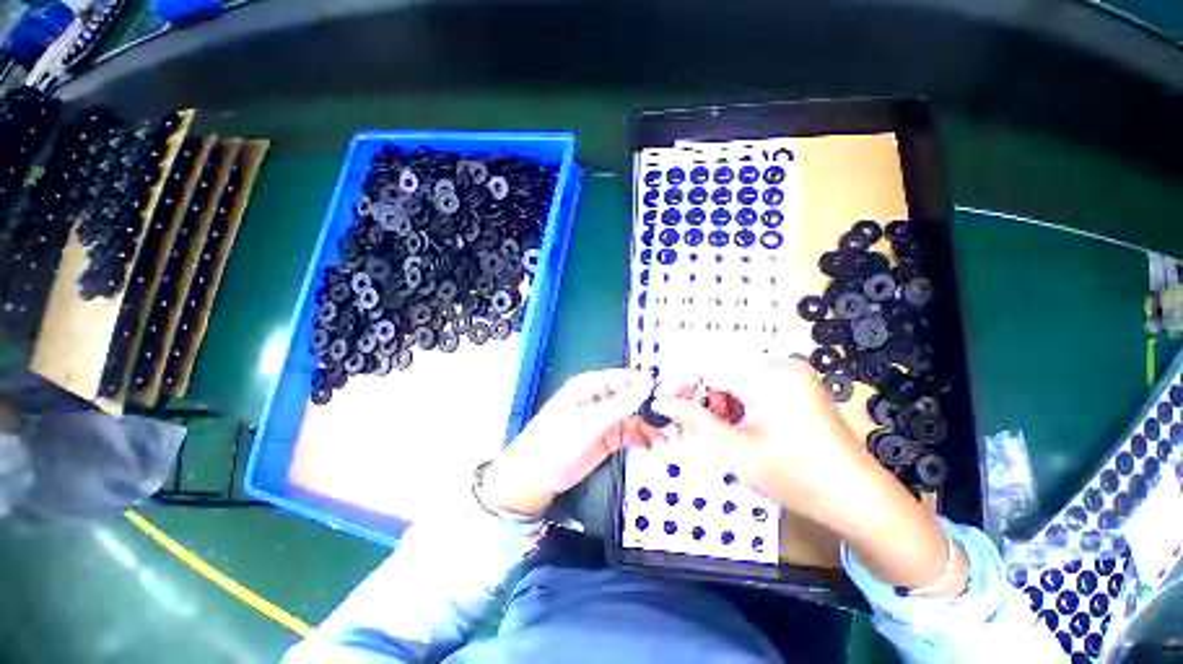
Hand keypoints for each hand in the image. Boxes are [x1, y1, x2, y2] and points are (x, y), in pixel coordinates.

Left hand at [481, 369, 663, 517]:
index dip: (651, 385)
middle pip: (635, 397)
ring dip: (653, 426)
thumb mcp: (591, 421)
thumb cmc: (558, 441)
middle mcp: (602, 398)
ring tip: (671, 439)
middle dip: (656, 408)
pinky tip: (655, 448)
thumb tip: (650, 381)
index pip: (628, 378)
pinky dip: (644, 439)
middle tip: (679, 421)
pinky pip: (631, 434)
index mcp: (594, 385)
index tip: (675, 396)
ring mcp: (606, 419)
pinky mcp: (608, 438)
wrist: (535, 476)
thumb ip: (621, 403)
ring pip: (636, 417)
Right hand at [654, 358, 966, 593]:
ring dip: (719, 399)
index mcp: (768, 374)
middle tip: (690, 423)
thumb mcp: (736, 451)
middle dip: (700, 394)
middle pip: (721, 368)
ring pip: (735, 376)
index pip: (708, 366)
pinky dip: (737, 401)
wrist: (858, 499)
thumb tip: (662, 402)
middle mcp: (780, 364)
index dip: (680, 382)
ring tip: (718, 429)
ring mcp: (791, 373)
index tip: (660, 401)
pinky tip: (738, 425)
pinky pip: (753, 384)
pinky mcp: (796, 385)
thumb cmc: (795, 477)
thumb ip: (694, 420)